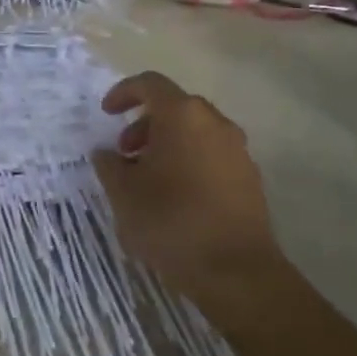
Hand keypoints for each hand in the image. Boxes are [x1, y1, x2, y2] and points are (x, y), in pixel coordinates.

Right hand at [92, 72, 282, 294]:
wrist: (236, 272)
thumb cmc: (171, 221)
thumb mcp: (123, 193)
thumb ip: (109, 165)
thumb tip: (106, 153)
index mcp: (182, 115)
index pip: (150, 84)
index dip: (123, 92)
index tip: (106, 114)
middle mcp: (215, 123)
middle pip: (174, 107)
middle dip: (144, 124)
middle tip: (124, 153)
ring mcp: (237, 150)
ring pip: (195, 132)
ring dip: (166, 144)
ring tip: (146, 178)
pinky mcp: (249, 178)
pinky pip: (211, 155)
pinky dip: (189, 161)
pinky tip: (174, 196)